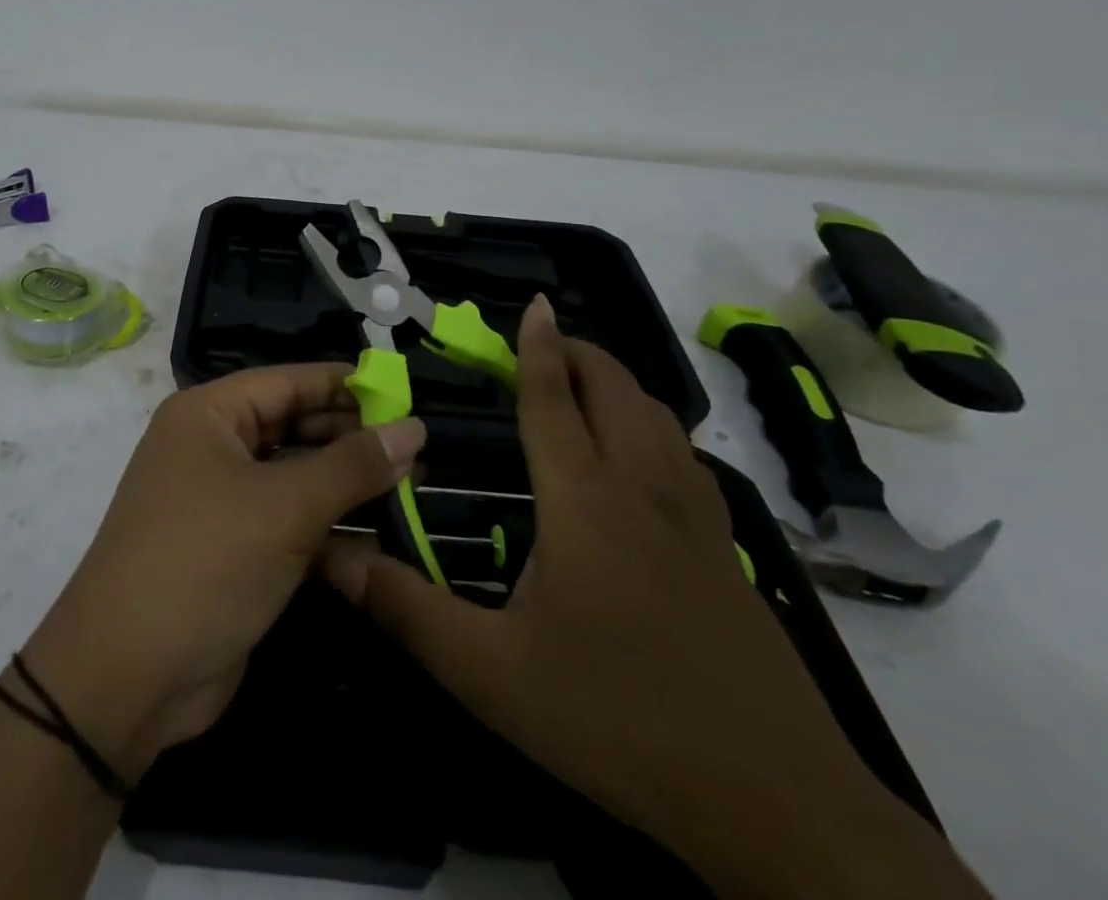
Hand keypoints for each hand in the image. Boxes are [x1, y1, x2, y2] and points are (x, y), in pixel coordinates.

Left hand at [19, 364, 425, 785]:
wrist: (127, 679)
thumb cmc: (204, 562)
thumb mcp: (285, 507)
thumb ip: (353, 466)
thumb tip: (415, 428)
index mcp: (210, 414)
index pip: (290, 381)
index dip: (348, 385)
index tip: (406, 393)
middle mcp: (214, 447)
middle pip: (295, 427)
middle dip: (354, 438)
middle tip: (421, 448)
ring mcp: (223, 501)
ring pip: (298, 478)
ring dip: (349, 485)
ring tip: (417, 486)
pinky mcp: (236, 550)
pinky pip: (291, 522)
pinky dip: (331, 528)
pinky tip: (383, 537)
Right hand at [324, 297, 960, 898]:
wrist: (775, 803)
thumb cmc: (617, 721)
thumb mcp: (492, 675)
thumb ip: (407, 611)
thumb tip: (333, 558)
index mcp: (584, 501)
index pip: (554, 400)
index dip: (538, 348)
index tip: (534, 303)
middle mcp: (641, 489)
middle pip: (615, 389)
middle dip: (579, 352)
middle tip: (541, 344)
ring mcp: (695, 517)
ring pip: (658, 416)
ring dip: (618, 383)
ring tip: (583, 385)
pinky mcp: (727, 549)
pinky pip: (685, 456)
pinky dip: (653, 425)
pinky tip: (641, 456)